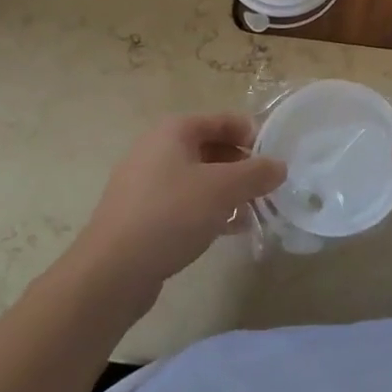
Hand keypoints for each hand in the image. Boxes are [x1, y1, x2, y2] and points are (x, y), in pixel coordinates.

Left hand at [78, 113, 284, 292]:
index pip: (222, 120)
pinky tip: (229, 231)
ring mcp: (145, 183)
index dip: (251, 134)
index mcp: (173, 131)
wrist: (111, 272)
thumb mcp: (223, 190)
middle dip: (241, 167)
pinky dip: (208, 210)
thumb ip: (256, 174)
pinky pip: (183, 203)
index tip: (274, 157)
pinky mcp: (141, 214)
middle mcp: (156, 149)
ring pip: (198, 178)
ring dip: (227, 192)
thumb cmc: (171, 215)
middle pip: (211, 148)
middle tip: (267, 187)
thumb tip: (279, 166)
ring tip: (254, 212)